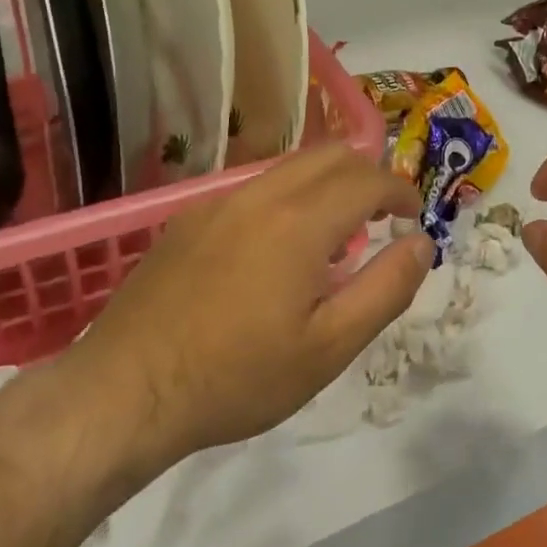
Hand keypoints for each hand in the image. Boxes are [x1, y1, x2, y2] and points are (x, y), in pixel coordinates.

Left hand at [63, 145, 432, 473]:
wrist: (124, 392)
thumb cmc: (236, 377)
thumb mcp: (328, 348)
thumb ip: (385, 289)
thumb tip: (421, 244)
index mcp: (299, 222)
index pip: (367, 178)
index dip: (401, 190)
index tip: (414, 216)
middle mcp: (260, 195)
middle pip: (330, 154)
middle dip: (367, 175)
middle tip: (382, 217)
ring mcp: (218, 202)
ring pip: (290, 167)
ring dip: (327, 184)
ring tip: (335, 235)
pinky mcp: (188, 218)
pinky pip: (254, 188)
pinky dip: (288, 198)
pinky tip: (277, 250)